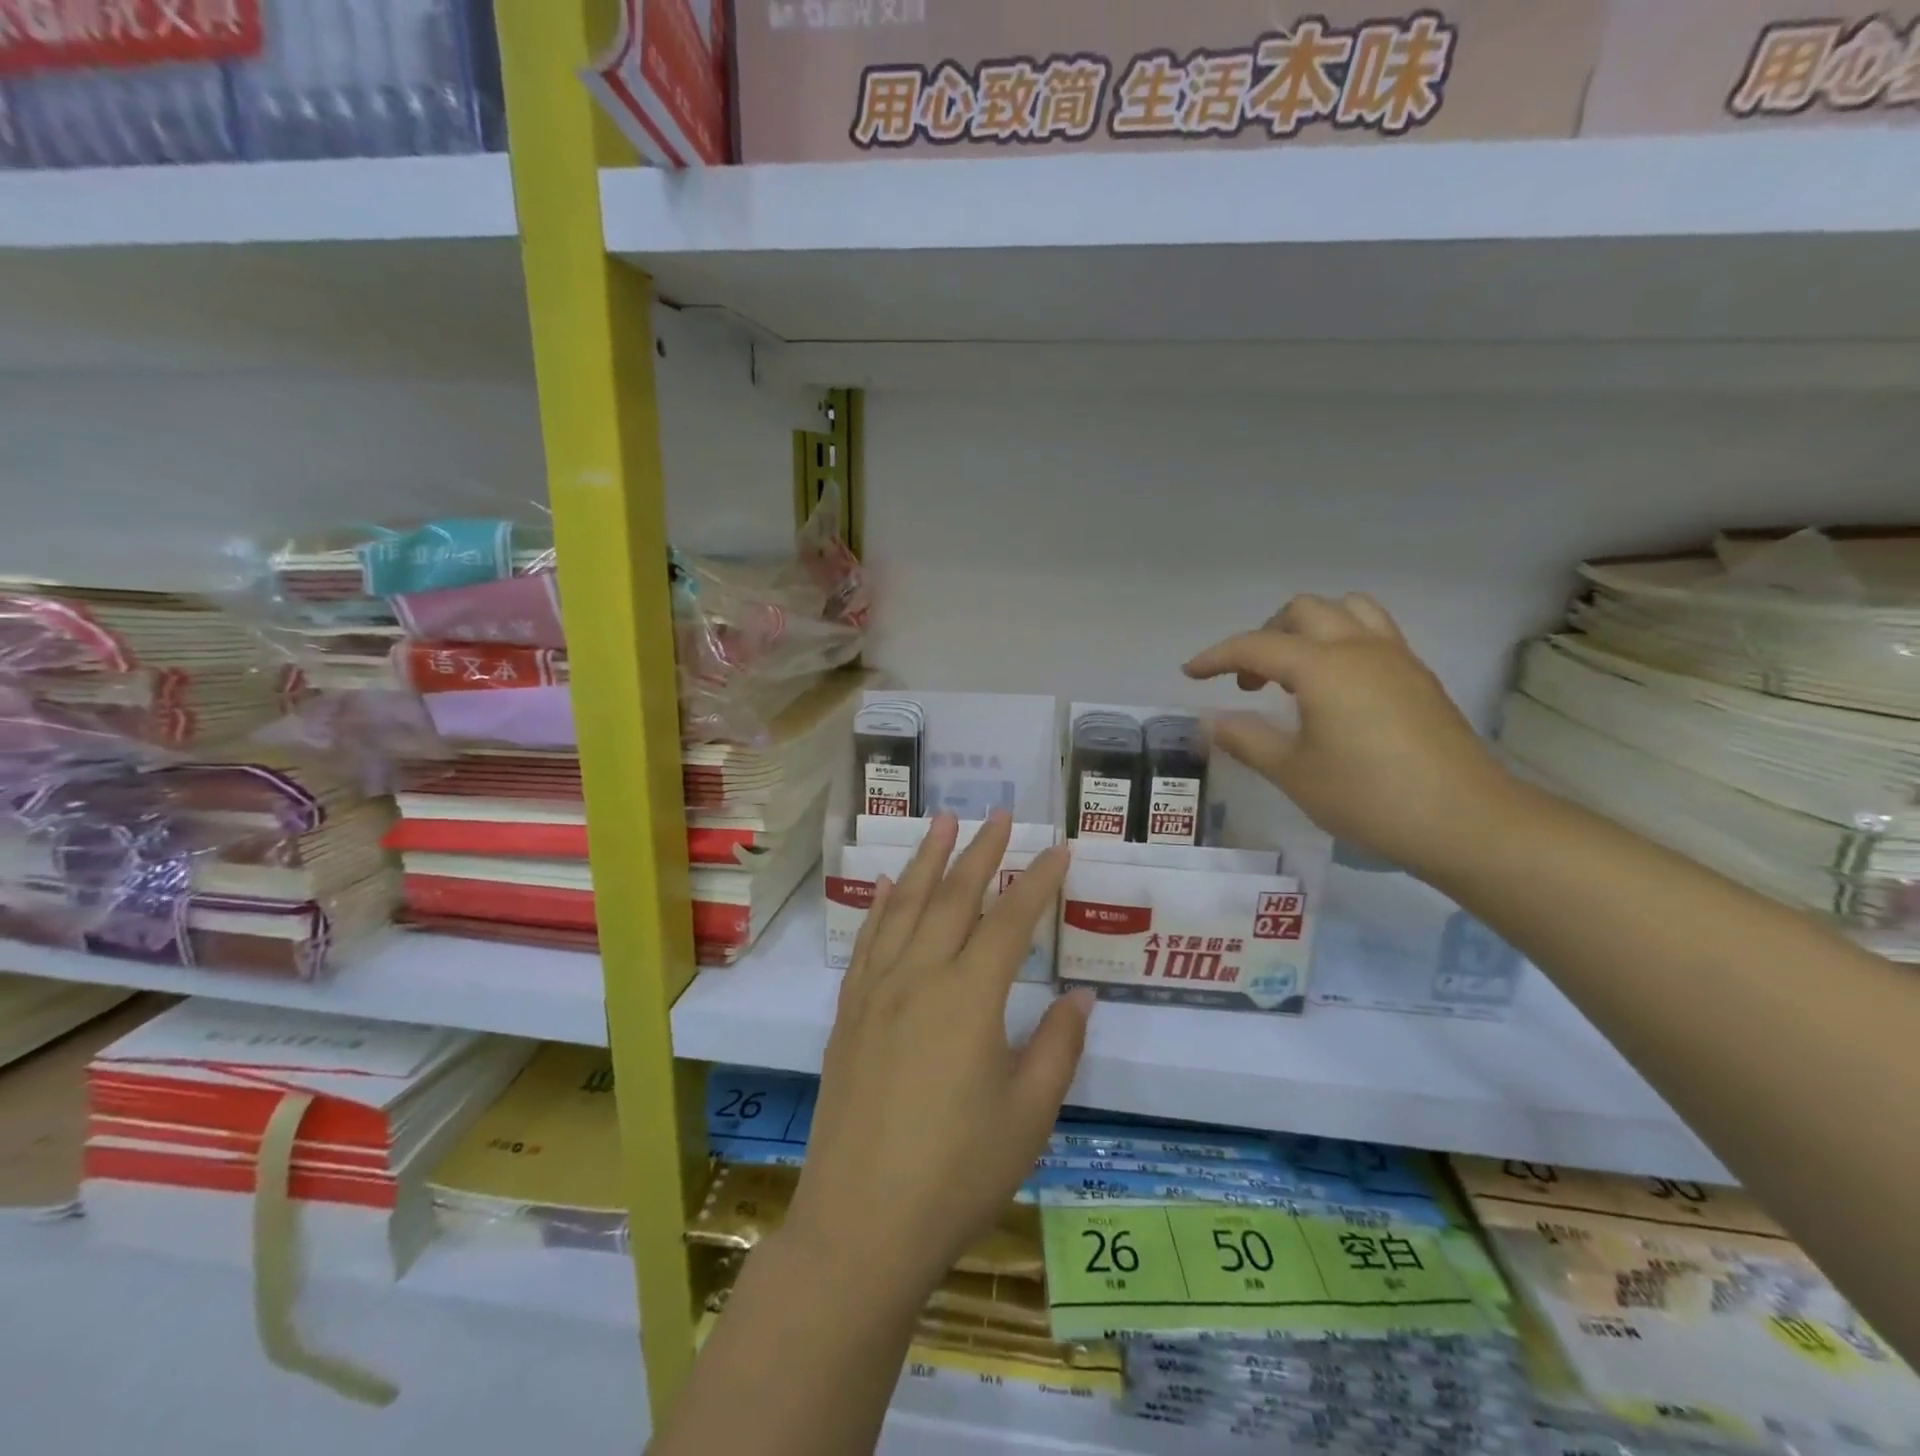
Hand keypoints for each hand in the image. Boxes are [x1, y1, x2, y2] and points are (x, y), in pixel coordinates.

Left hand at [788, 812, 1090, 1296]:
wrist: (862, 1222)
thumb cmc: (958, 1172)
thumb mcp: (1029, 1115)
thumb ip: (1058, 1046)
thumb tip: (1082, 995)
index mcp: (969, 997)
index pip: (1011, 920)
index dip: (1038, 880)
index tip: (1059, 848)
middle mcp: (920, 975)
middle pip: (953, 896)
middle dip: (981, 851)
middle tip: (1000, 815)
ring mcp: (877, 989)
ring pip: (904, 904)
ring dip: (926, 859)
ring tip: (943, 821)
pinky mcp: (849, 1011)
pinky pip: (867, 939)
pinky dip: (880, 904)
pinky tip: (886, 885)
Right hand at [1184, 593, 1510, 876]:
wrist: (1465, 820)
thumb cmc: (1368, 797)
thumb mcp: (1293, 773)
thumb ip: (1246, 739)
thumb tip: (1209, 721)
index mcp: (1323, 667)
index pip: (1256, 645)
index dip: (1216, 657)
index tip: (1190, 674)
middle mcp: (1360, 648)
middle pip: (1303, 611)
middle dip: (1265, 635)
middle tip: (1250, 681)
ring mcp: (1396, 658)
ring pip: (1346, 610)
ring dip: (1309, 628)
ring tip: (1294, 670)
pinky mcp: (1418, 676)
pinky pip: (1373, 632)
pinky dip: (1341, 641)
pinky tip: (1335, 688)